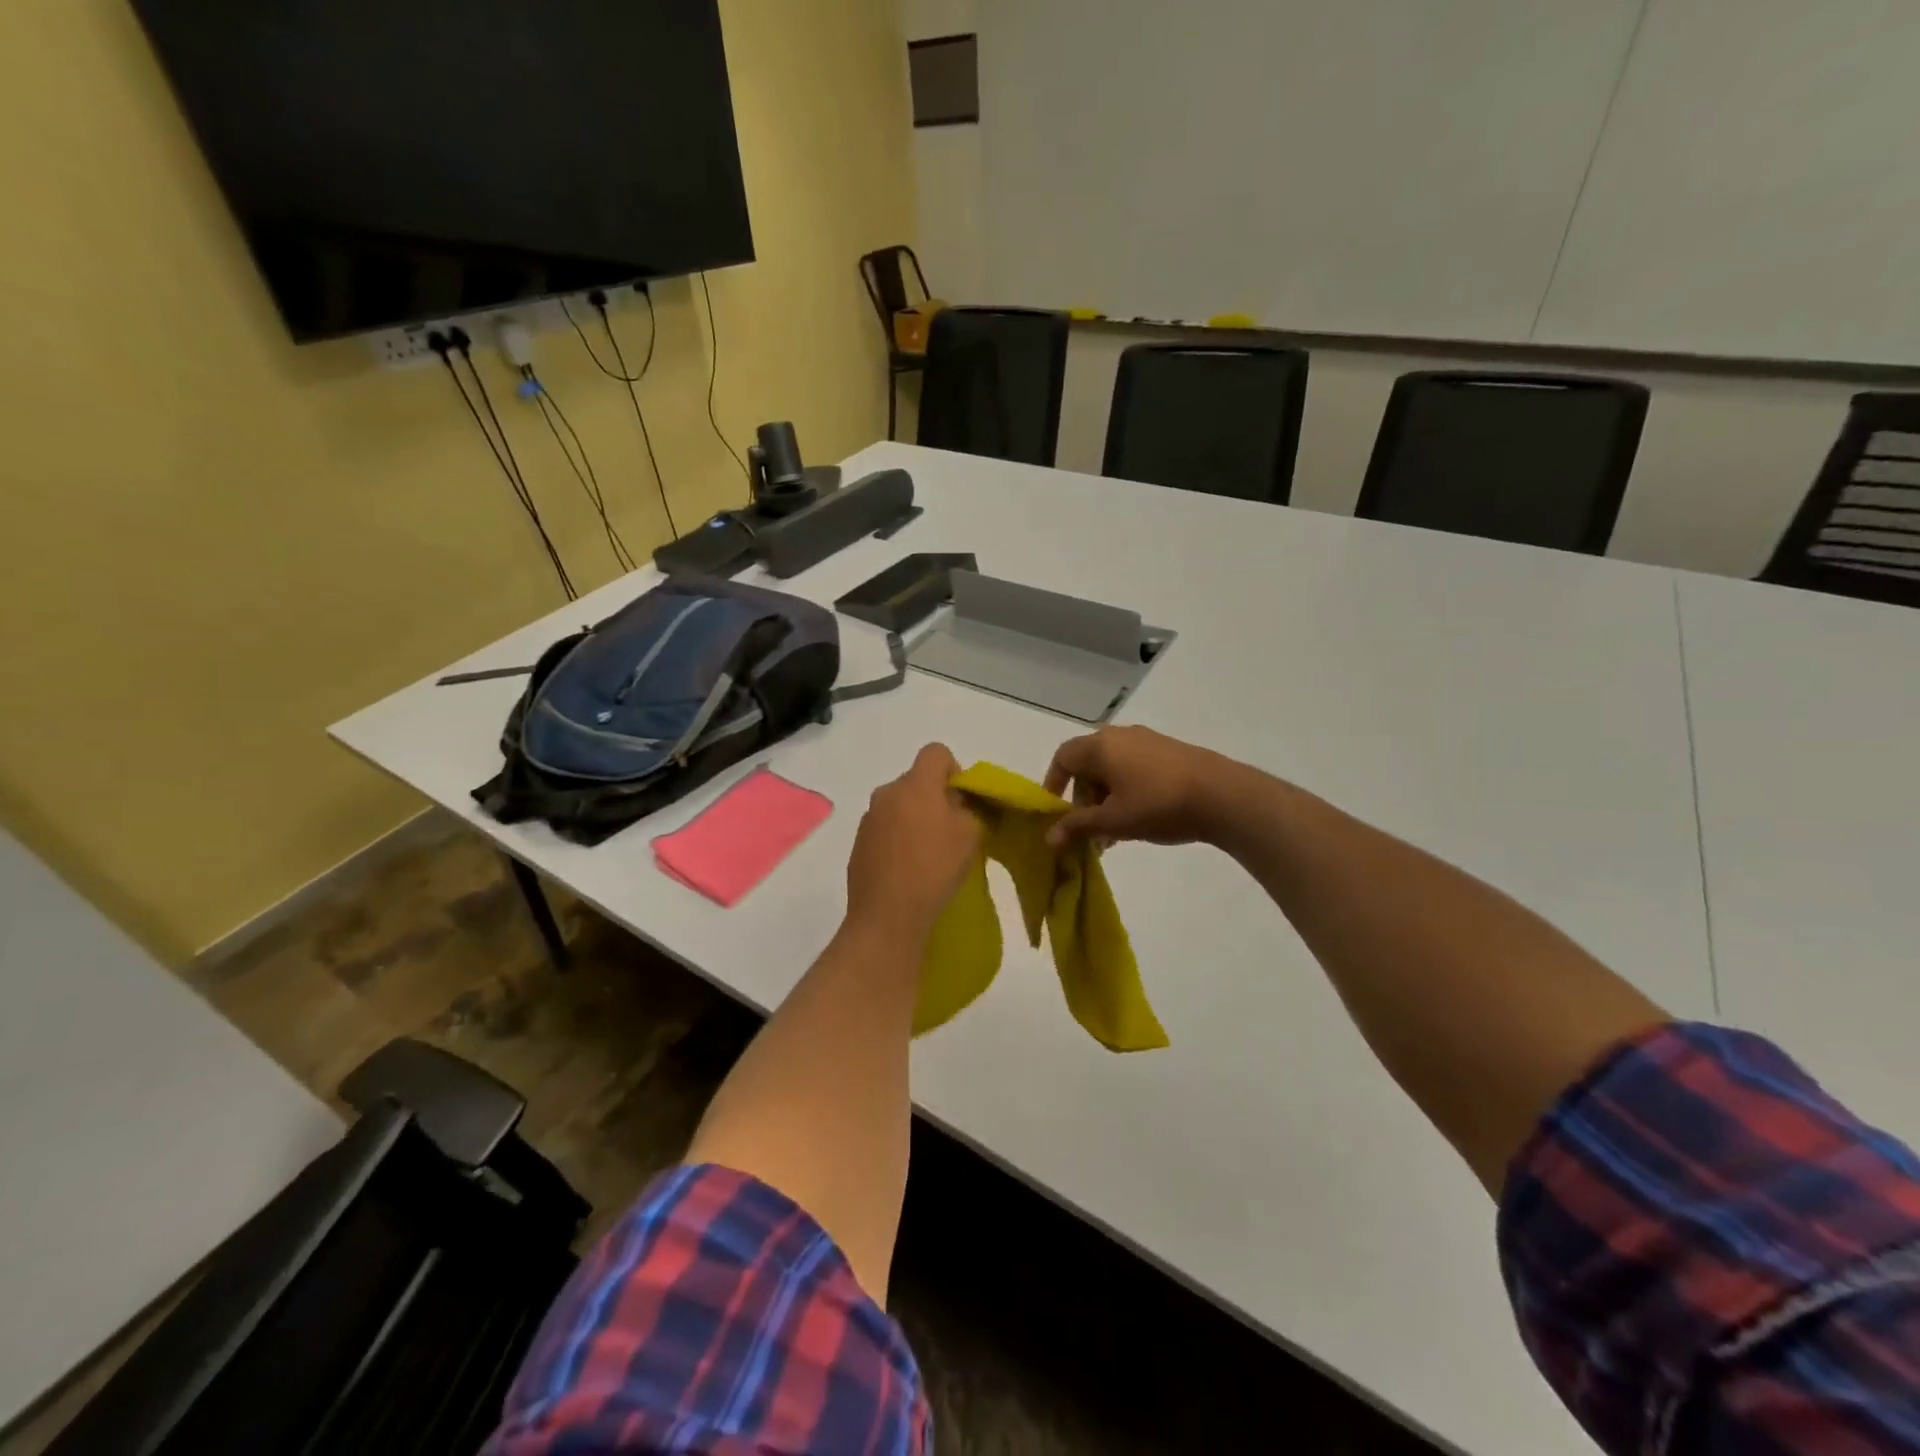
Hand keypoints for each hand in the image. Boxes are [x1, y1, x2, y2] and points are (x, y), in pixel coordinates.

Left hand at [845, 743, 982, 941]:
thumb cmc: (934, 868)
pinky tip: (907, 869)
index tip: (961, 800)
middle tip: (950, 831)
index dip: (953, 769)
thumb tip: (954, 803)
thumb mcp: (970, 834)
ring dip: (914, 819)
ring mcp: (869, 819)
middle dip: (934, 798)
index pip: (935, 752)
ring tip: (927, 855)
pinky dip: (898, 840)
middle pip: (916, 781)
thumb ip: (966, 808)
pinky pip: (885, 829)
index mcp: (915, 784)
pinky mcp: (858, 844)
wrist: (887, 915)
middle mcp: (887, 793)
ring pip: (899, 806)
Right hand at [1043, 726, 1245, 848]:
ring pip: (1112, 769)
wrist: (1222, 794)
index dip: (1054, 784)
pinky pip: (1133, 768)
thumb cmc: (1158, 804)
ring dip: (1105, 799)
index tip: (1056, 812)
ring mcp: (1147, 742)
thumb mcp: (1113, 821)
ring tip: (1113, 834)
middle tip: (1088, 830)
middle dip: (1083, 799)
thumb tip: (1048, 838)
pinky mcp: (1168, 752)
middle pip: (1087, 765)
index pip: (1063, 758)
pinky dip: (1125, 791)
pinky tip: (1138, 819)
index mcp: (1100, 746)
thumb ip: (1078, 826)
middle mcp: (1119, 736)